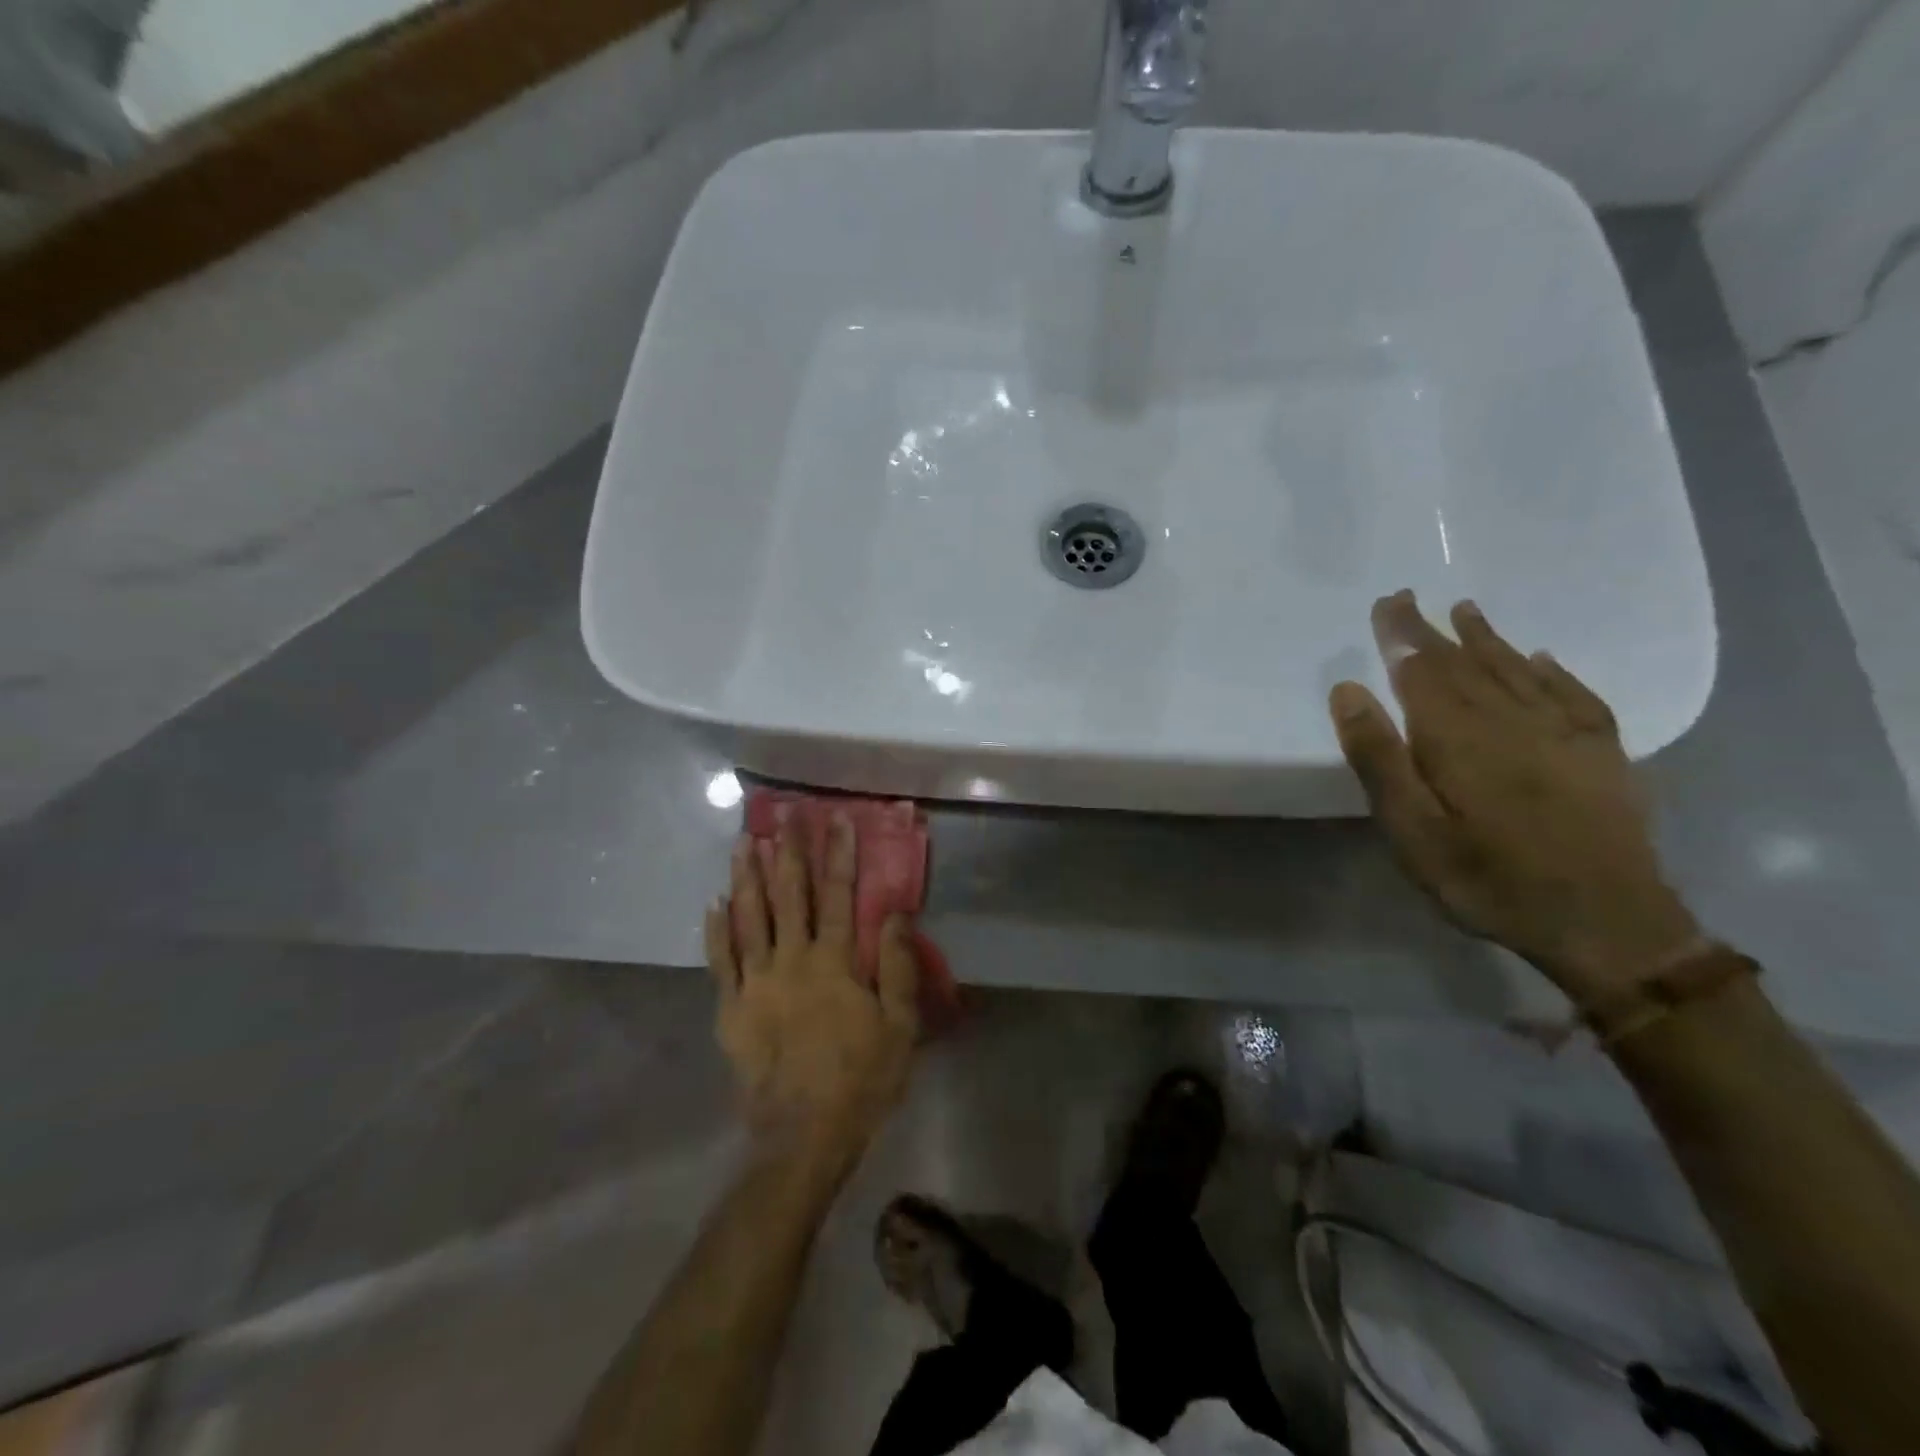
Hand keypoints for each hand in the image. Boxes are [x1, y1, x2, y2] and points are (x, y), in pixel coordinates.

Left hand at [706, 816, 920, 1161]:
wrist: (802, 1136)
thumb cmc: (860, 1079)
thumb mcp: (900, 1026)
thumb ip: (899, 966)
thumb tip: (897, 911)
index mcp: (835, 962)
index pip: (839, 895)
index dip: (839, 855)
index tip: (837, 819)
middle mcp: (793, 960)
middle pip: (790, 895)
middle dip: (789, 851)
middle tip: (785, 815)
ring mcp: (756, 982)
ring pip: (750, 917)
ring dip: (747, 877)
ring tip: (744, 842)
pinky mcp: (731, 1008)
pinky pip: (720, 960)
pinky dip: (717, 929)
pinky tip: (714, 902)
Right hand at [1330, 591, 1702, 1006]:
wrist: (1609, 925)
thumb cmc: (1489, 879)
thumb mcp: (1412, 830)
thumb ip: (1380, 758)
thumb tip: (1349, 690)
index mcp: (1459, 736)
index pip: (1422, 670)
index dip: (1402, 635)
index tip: (1386, 602)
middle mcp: (1512, 720)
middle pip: (1466, 663)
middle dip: (1434, 630)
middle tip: (1410, 599)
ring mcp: (1564, 734)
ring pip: (1518, 671)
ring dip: (1488, 640)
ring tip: (1467, 612)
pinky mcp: (1602, 755)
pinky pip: (1575, 696)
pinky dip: (1554, 672)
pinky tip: (1542, 658)